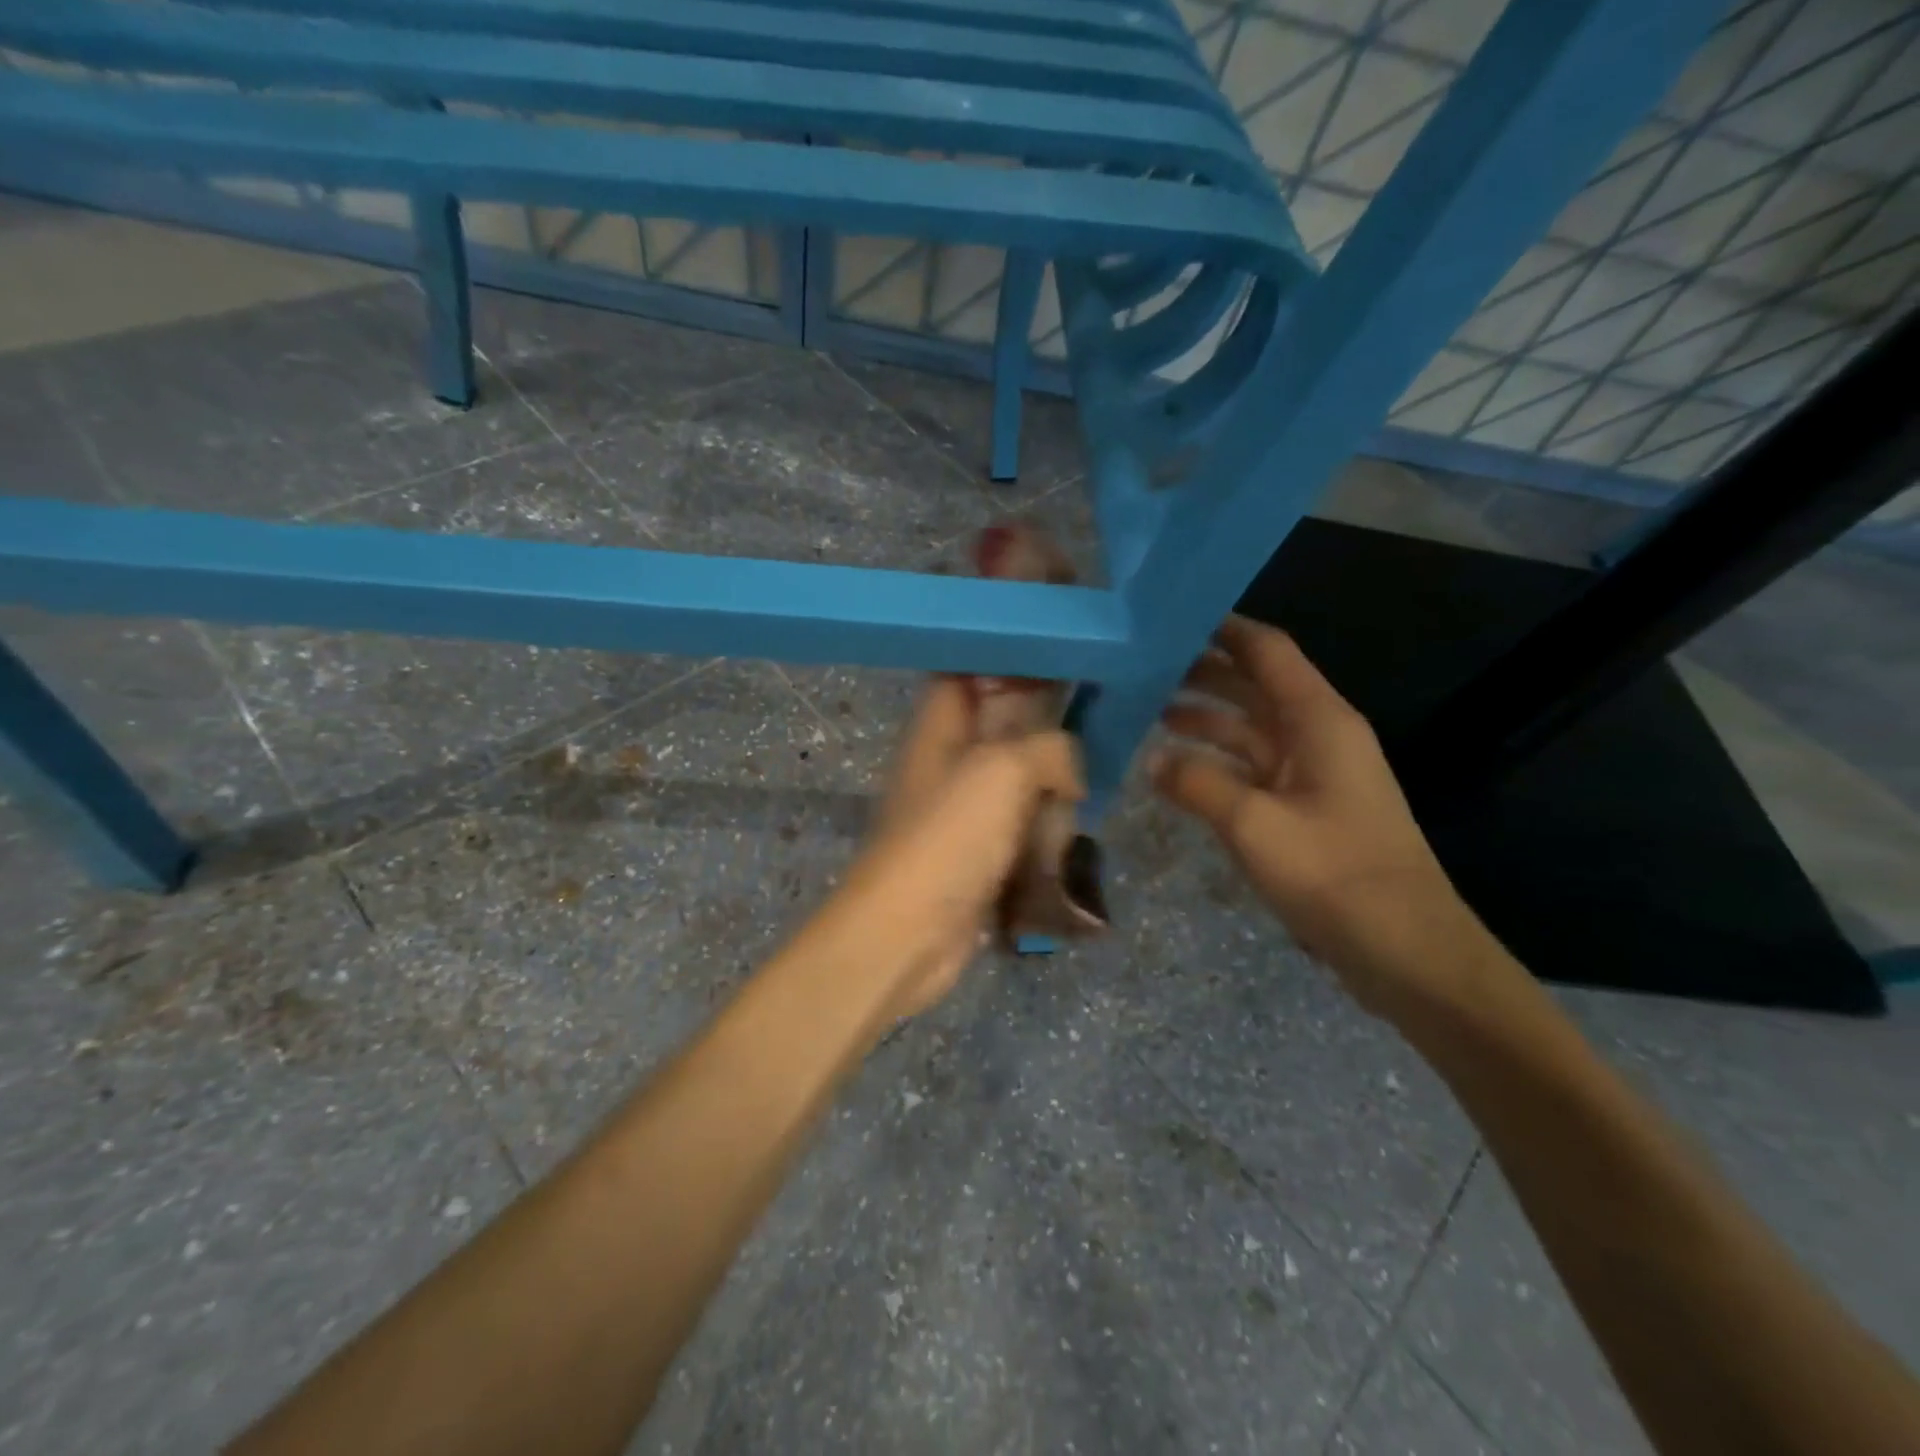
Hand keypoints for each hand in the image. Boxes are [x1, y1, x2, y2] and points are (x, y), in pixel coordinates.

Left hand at [833, 676, 1083, 1018]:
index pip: (969, 672)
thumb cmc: (950, 836)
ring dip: (1050, 793)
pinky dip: (1044, 833)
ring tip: (1074, 803)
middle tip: (1085, 740)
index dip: (1009, 662)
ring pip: (1020, 782)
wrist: (910, 933)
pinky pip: (1022, 828)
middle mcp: (949, 762)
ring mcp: (964, 811)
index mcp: (939, 727)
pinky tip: (1066, 840)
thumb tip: (1070, 775)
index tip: (1063, 663)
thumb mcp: (1003, 770)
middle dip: (1045, 736)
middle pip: (1004, 729)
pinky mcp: (980, 853)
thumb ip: (1049, 748)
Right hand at [1152, 616, 1489, 1017]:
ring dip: (1206, 720)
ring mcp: (1313, 775)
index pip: (1268, 652)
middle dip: (1204, 674)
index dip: (1223, 630)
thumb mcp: (1254, 824)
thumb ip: (1198, 784)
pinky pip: (1253, 769)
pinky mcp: (1306, 810)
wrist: (1406, 950)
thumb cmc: (1335, 874)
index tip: (1172, 619)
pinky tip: (1179, 770)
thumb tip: (1153, 759)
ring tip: (1151, 714)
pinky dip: (1217, 763)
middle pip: (1256, 687)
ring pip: (1252, 730)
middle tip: (1144, 669)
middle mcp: (1318, 736)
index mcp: (1319, 721)